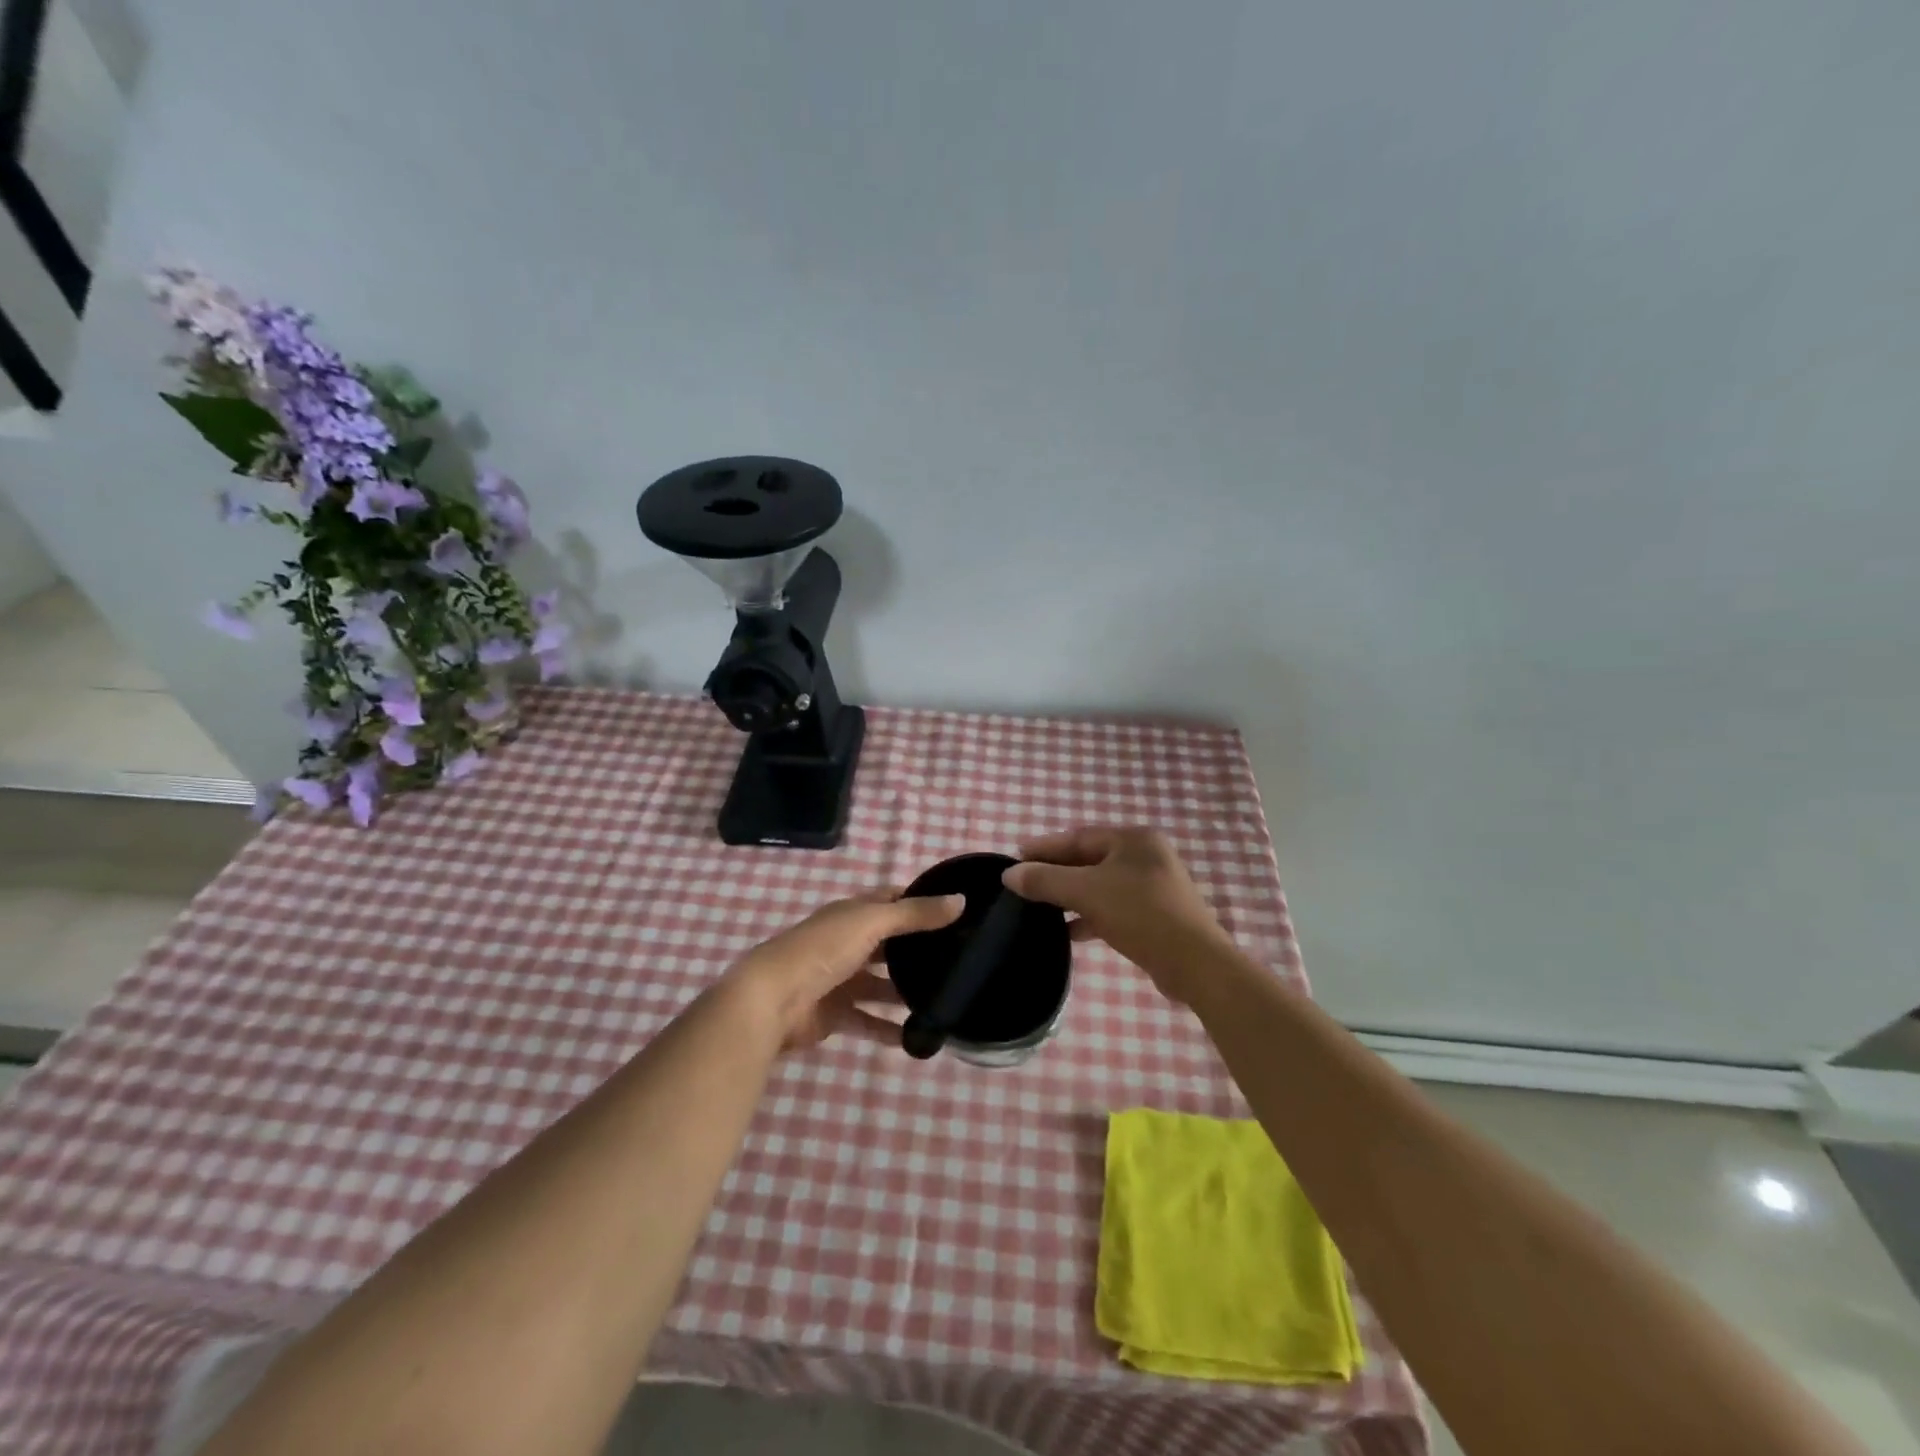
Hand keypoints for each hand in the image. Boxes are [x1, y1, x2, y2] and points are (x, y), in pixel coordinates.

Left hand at [725, 889, 964, 1051]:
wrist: (772, 1000)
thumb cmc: (823, 950)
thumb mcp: (872, 923)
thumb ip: (915, 915)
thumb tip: (961, 901)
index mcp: (853, 914)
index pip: (892, 900)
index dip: (920, 901)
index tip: (957, 909)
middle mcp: (848, 942)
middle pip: (889, 944)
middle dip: (918, 950)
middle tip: (958, 959)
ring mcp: (840, 979)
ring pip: (881, 984)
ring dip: (906, 992)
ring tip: (944, 999)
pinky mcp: (835, 1014)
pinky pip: (869, 1021)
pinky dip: (889, 1029)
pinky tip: (917, 1037)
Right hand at [1002, 826, 1231, 1002]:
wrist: (1194, 963)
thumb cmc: (1140, 914)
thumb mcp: (1087, 892)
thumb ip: (1046, 881)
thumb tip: (1009, 874)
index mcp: (1133, 840)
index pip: (1078, 837)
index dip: (1045, 847)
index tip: (1015, 857)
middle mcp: (1145, 856)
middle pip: (1089, 860)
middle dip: (1056, 873)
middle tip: (1023, 883)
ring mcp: (1153, 887)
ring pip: (1100, 886)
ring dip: (1071, 897)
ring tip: (1039, 909)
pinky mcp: (1155, 915)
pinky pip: (1113, 907)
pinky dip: (1090, 916)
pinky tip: (1069, 932)